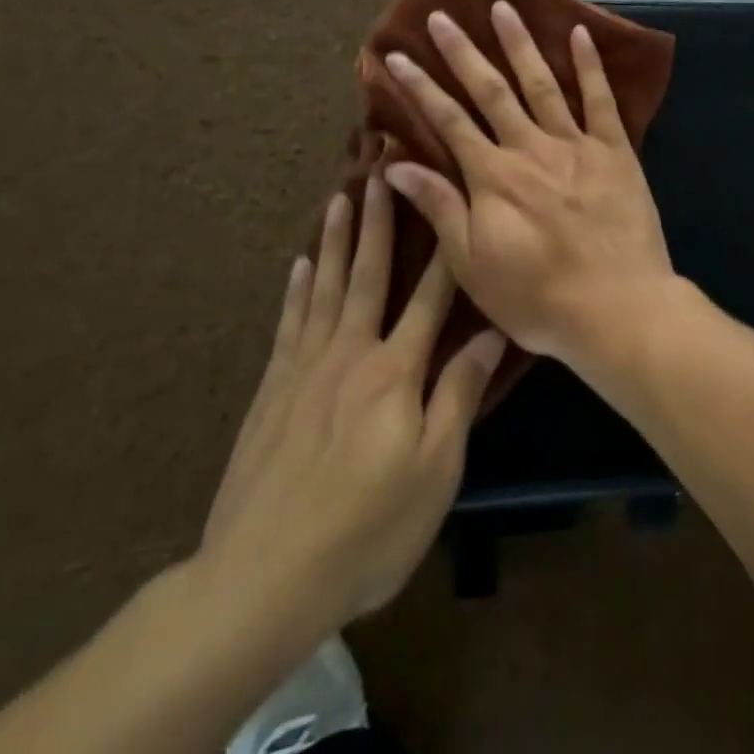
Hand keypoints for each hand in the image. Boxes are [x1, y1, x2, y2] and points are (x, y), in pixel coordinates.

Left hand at [194, 175, 503, 648]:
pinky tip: (298, 265)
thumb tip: (492, 333)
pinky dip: (295, 289)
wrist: (261, 580)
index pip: (428, 297)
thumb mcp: (435, 472)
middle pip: (367, 275)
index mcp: (394, 372)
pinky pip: (288, 323)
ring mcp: (304, 369)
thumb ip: (458, 395)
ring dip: (334, 240)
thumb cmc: (366, 530)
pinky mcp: (272, 391)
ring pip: (324, 287)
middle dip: (378, 223)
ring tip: (339, 198)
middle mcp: (349, 355)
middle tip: (378, 173)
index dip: (442, 248)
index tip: (447, 201)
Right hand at [381, 1, 678, 369]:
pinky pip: (601, 100)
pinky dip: (590, 65)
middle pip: (491, 90)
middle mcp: (530, 147)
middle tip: (442, 16)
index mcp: (493, 175)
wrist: (617, 308)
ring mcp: (575, 144)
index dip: (419, 87)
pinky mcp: (615, 151)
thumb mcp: (473, 264)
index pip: (447, 120)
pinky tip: (579, 33)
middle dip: (463, 52)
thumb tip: (397, 164)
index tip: (396, 55)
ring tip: (503, 8)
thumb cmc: (538, 296)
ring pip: (542, 83)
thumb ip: (439, 208)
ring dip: (520, 44)